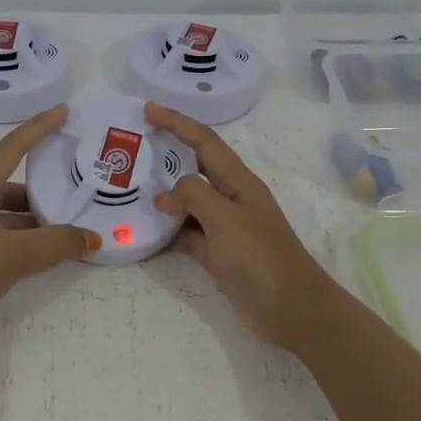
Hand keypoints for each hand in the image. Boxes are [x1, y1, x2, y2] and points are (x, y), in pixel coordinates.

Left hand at [0, 106, 100, 348]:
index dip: (39, 128)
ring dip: (38, 220)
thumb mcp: (14, 254)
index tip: (64, 111)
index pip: (12, 148)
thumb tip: (93, 238)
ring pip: (11, 216)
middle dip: (45, 189)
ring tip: (71, 229)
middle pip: (14, 185)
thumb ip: (56, 244)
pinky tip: (48, 255)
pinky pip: (7, 239)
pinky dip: (28, 242)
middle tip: (78, 190)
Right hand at [147, 103, 339, 350]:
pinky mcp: (218, 255)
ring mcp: (225, 228)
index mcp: (239, 182)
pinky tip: (144, 232)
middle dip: (167, 155)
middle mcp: (232, 199)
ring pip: (188, 204)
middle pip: (194, 169)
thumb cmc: (262, 259)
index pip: (205, 142)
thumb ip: (194, 196)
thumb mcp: (226, 219)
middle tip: (132, 148)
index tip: (148, 110)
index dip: (177, 123)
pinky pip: (186, 235)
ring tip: (128, 190)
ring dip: (163, 197)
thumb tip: (164, 195)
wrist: (292, 310)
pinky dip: (167, 232)